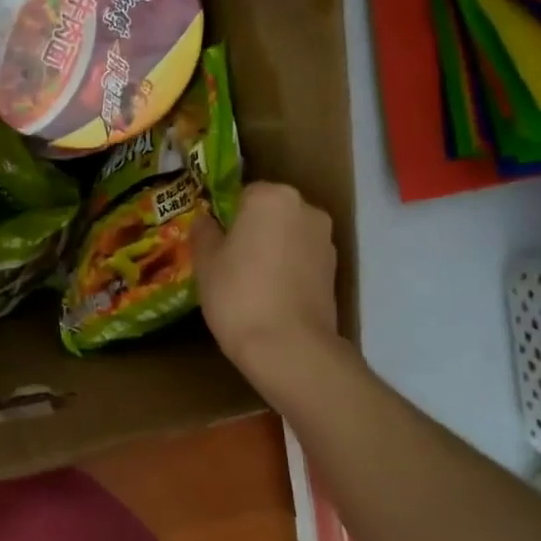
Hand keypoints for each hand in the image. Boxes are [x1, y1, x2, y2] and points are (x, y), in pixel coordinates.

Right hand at [195, 182, 339, 386]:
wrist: (288, 346)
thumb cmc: (238, 294)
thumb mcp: (206, 262)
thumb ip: (204, 232)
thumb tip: (205, 220)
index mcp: (270, 196)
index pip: (243, 193)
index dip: (227, 217)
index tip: (216, 243)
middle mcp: (305, 208)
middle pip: (271, 211)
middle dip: (253, 229)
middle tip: (231, 262)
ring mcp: (325, 239)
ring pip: (289, 235)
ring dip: (274, 249)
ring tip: (252, 283)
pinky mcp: (335, 269)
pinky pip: (303, 258)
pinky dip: (289, 269)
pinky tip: (273, 296)